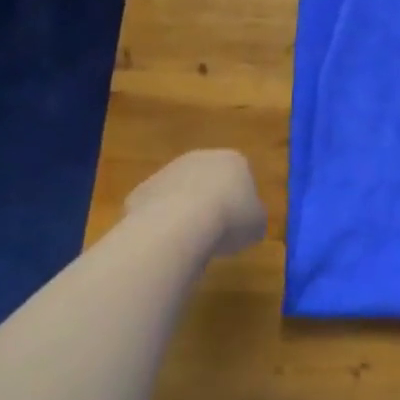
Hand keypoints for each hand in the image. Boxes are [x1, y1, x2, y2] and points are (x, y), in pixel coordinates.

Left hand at [126, 149, 266, 260]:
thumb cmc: (229, 219)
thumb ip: (253, 218)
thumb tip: (247, 221)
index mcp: (233, 161)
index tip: (238, 223)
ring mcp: (168, 171)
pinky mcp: (142, 189)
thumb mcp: (257, 224)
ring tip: (188, 240)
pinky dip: (160, 222)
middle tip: (214, 231)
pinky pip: (156, 208)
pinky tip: (165, 240)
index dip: (240, 201)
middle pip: (208, 180)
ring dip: (183, 211)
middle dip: (210, 201)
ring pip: (180, 192)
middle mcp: (200, 158)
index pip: (241, 176)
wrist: (179, 225)